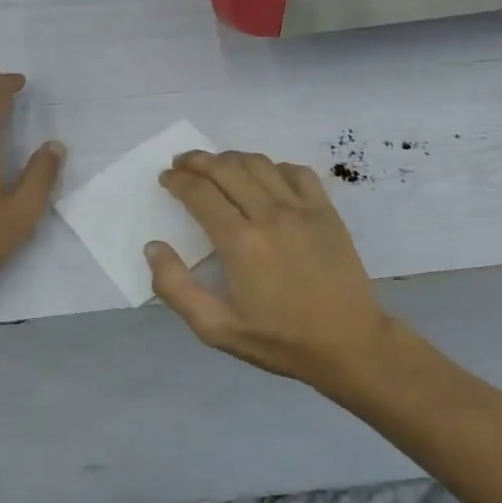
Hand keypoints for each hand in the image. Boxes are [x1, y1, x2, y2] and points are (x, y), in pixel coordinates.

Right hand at [145, 150, 393, 393]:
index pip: (200, 193)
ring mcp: (302, 209)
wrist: (348, 343)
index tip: (166, 178)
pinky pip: (297, 172)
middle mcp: (269, 215)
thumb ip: (176, 288)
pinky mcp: (326, 212)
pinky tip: (265, 178)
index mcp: (239, 242)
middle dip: (197, 161)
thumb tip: (154, 247)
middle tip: (181, 163)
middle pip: (226, 169)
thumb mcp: (216, 328)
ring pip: (260, 164)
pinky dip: (274, 167)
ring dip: (231, 158)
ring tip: (216, 165)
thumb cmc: (279, 339)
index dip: (177, 180)